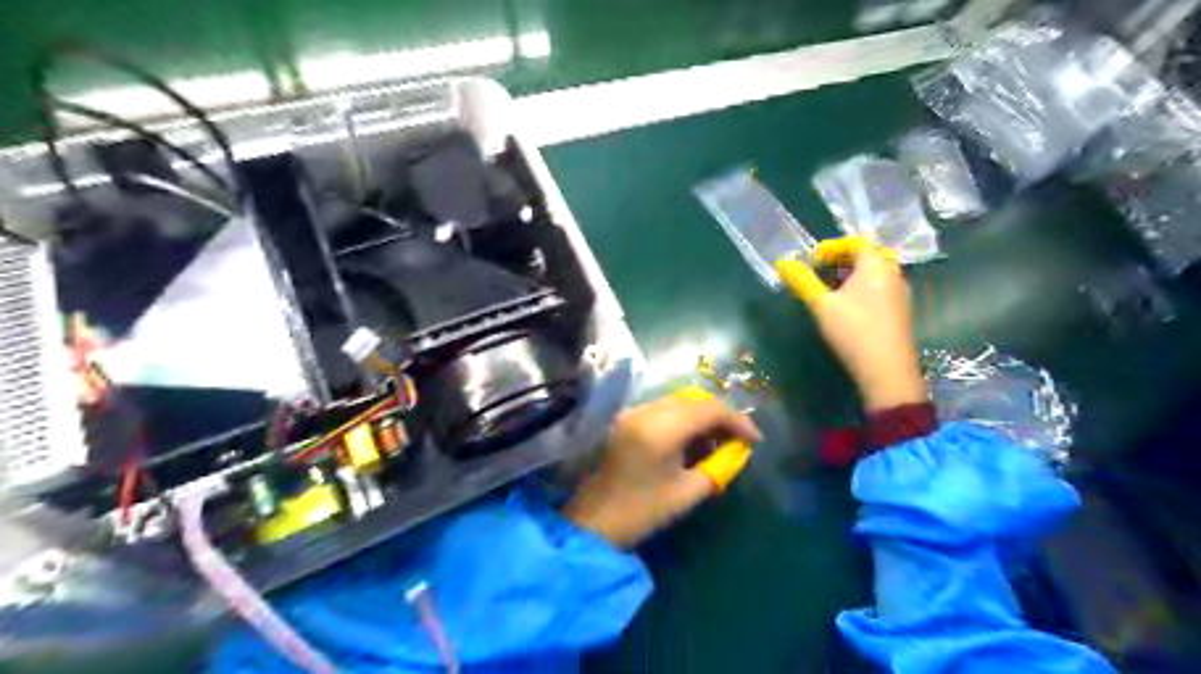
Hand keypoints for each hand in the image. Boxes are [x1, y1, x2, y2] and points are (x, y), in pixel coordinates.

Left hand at [564, 392, 759, 549]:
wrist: (594, 521)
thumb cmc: (642, 511)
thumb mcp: (688, 492)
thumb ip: (719, 467)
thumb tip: (739, 450)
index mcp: (661, 428)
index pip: (710, 409)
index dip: (738, 420)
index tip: (756, 440)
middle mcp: (646, 411)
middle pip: (695, 399)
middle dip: (721, 416)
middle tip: (737, 440)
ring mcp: (633, 412)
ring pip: (679, 401)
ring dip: (702, 415)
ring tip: (717, 441)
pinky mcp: (626, 418)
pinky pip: (664, 408)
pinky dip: (684, 418)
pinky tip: (692, 440)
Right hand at [774, 238, 931, 412]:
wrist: (886, 370)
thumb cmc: (853, 331)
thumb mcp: (821, 304)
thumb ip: (802, 280)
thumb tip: (781, 262)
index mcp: (876, 265)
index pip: (855, 242)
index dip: (831, 247)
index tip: (811, 260)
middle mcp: (893, 273)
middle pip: (866, 256)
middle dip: (840, 261)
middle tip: (817, 273)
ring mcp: (900, 293)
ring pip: (873, 274)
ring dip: (850, 276)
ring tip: (828, 290)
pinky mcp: (900, 311)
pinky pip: (879, 289)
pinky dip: (861, 289)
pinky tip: (846, 308)